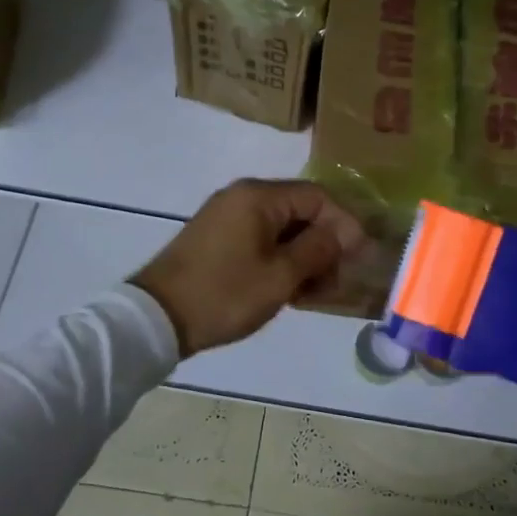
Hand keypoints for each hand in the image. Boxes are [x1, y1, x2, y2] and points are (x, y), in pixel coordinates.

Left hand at [131, 179, 367, 355]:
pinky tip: (290, 290)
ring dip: (304, 256)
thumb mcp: (281, 276)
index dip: (345, 224)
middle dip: (325, 244)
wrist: (156, 319)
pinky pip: (261, 240)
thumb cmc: (225, 295)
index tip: (361, 257)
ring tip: (315, 293)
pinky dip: (281, 260)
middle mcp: (242, 197)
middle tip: (338, 281)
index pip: (318, 196)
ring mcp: (226, 217)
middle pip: (300, 211)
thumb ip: (319, 248)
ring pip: (282, 229)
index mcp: (258, 197)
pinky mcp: (216, 238)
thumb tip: (346, 233)